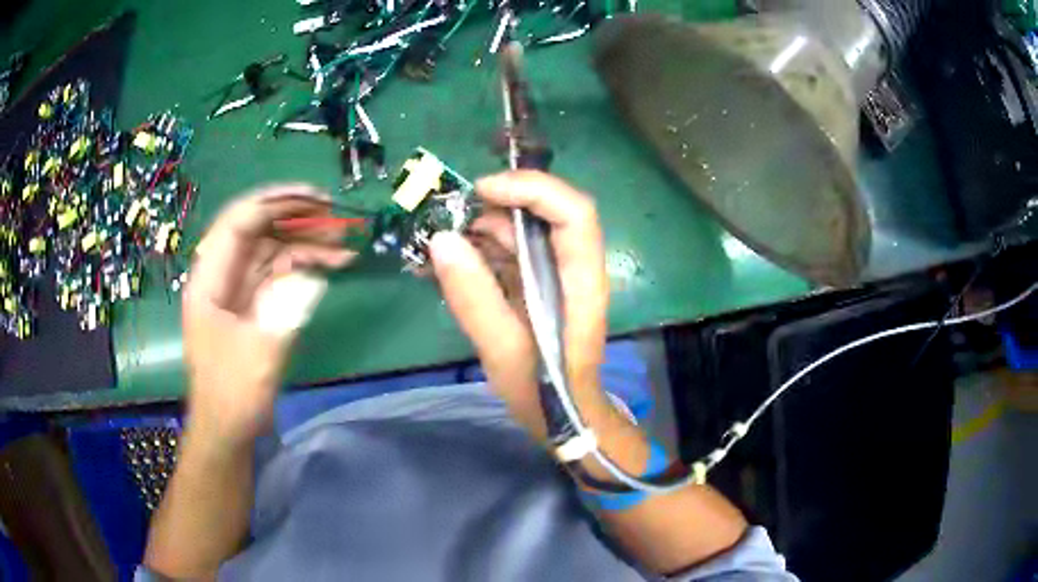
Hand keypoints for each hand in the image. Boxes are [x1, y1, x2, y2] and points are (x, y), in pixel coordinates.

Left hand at [183, 184, 354, 446]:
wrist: (228, 427)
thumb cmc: (234, 393)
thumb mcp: (260, 352)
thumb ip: (285, 310)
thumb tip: (313, 275)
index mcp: (210, 279)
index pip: (240, 222)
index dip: (276, 204)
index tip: (315, 200)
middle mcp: (222, 274)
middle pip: (257, 228)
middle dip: (295, 215)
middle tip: (334, 213)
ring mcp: (237, 287)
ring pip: (271, 248)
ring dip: (305, 241)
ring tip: (344, 242)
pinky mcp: (252, 302)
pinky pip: (278, 272)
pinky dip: (303, 266)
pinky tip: (330, 265)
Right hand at [429, 171, 611, 436]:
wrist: (562, 413)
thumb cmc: (543, 388)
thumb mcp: (503, 349)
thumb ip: (474, 297)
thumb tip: (441, 239)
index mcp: (581, 280)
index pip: (573, 212)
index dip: (532, 189)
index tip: (483, 190)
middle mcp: (574, 266)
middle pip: (548, 211)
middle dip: (501, 203)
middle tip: (454, 217)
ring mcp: (556, 273)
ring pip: (525, 228)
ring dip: (486, 227)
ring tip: (446, 244)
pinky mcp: (537, 282)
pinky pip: (511, 251)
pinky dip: (481, 249)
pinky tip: (453, 263)